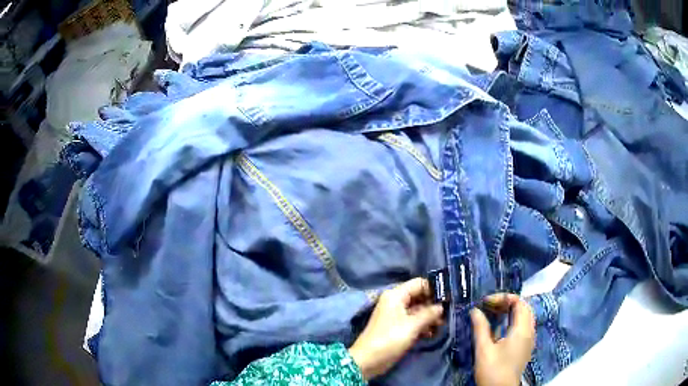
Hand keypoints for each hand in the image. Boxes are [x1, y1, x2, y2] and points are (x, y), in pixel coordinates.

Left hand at [349, 278, 444, 379]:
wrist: (368, 360)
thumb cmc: (390, 339)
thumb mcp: (412, 325)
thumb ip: (429, 313)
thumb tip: (442, 306)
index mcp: (396, 295)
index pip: (419, 283)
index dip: (434, 289)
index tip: (449, 298)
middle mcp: (396, 302)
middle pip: (420, 296)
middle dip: (434, 304)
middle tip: (448, 313)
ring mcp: (397, 315)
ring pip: (419, 310)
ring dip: (430, 317)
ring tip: (442, 325)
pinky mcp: (398, 328)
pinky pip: (414, 321)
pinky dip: (423, 325)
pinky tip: (432, 333)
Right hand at [471, 293, 535, 385]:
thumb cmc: (493, 370)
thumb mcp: (484, 349)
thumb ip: (481, 328)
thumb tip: (475, 310)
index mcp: (522, 330)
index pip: (519, 302)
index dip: (503, 298)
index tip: (486, 302)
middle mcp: (530, 331)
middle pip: (524, 308)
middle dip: (507, 302)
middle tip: (489, 306)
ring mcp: (530, 339)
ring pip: (525, 316)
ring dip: (511, 311)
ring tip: (494, 313)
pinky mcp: (526, 347)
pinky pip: (524, 325)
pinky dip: (514, 320)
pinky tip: (501, 327)